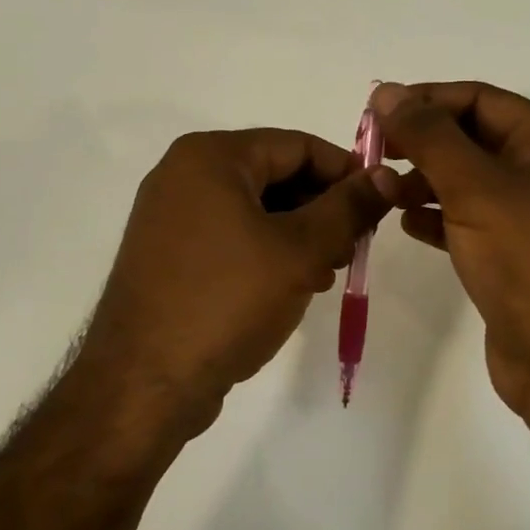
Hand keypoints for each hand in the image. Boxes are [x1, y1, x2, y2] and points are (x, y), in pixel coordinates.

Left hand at [72, 128, 393, 440]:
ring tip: (327, 273)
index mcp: (210, 156)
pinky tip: (293, 286)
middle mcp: (183, 175)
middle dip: (322, 208)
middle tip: (355, 247)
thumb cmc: (226, 301)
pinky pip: (231, 236)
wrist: (144, 383)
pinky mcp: (169, 255)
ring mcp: (171, 216)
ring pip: (255, 209)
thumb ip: (348, 208)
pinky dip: (267, 252)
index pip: (298, 146)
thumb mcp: (300, 251)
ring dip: (299, 234)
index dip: (346, 172)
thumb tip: (386, 176)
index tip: (380, 205)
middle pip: (275, 174)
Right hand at [373, 81, 529, 417]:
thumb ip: (428, 137)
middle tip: (372, 152)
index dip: (426, 100)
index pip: (481, 99)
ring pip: (468, 181)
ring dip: (424, 180)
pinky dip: (438, 217)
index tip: (374, 113)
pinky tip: (407, 224)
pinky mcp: (515, 255)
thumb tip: (386, 91)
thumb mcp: (476, 188)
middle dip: (422, 143)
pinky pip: (470, 220)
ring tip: (383, 191)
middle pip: (473, 138)